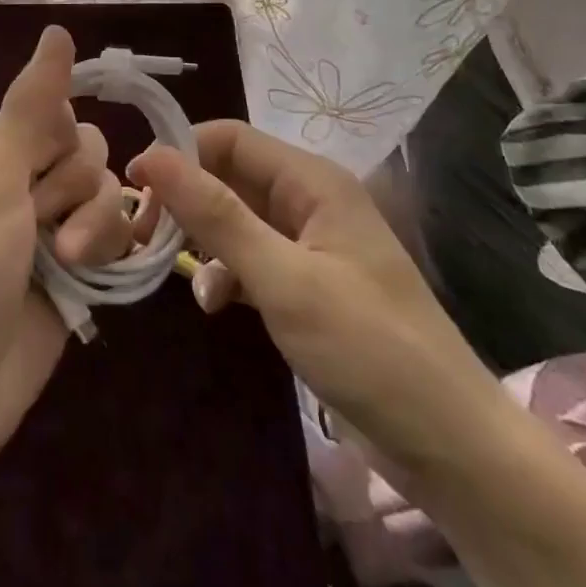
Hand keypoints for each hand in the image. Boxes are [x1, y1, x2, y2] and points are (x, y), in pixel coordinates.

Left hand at [0, 26, 132, 455]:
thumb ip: (32, 103)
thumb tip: (58, 30)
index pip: (58, 112)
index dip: (62, 137)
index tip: (45, 163)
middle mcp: (22, 181)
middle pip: (90, 152)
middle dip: (76, 187)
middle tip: (41, 223)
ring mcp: (50, 229)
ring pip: (107, 194)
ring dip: (93, 226)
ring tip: (63, 263)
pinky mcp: (75, 270)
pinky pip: (115, 236)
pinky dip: (109, 250)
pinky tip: (91, 273)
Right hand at [128, 120, 504, 469]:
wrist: (451, 448)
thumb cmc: (367, 348)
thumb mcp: (282, 278)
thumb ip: (215, 215)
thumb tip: (152, 155)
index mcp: (312, 181)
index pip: (230, 138)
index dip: (180, 152)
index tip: (135, 186)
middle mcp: (310, 201)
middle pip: (230, 177)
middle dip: (186, 201)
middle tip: (144, 234)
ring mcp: (310, 245)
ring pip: (236, 220)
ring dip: (203, 241)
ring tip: (173, 271)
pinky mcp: (308, 285)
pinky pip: (252, 259)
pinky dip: (227, 274)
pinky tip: (216, 305)